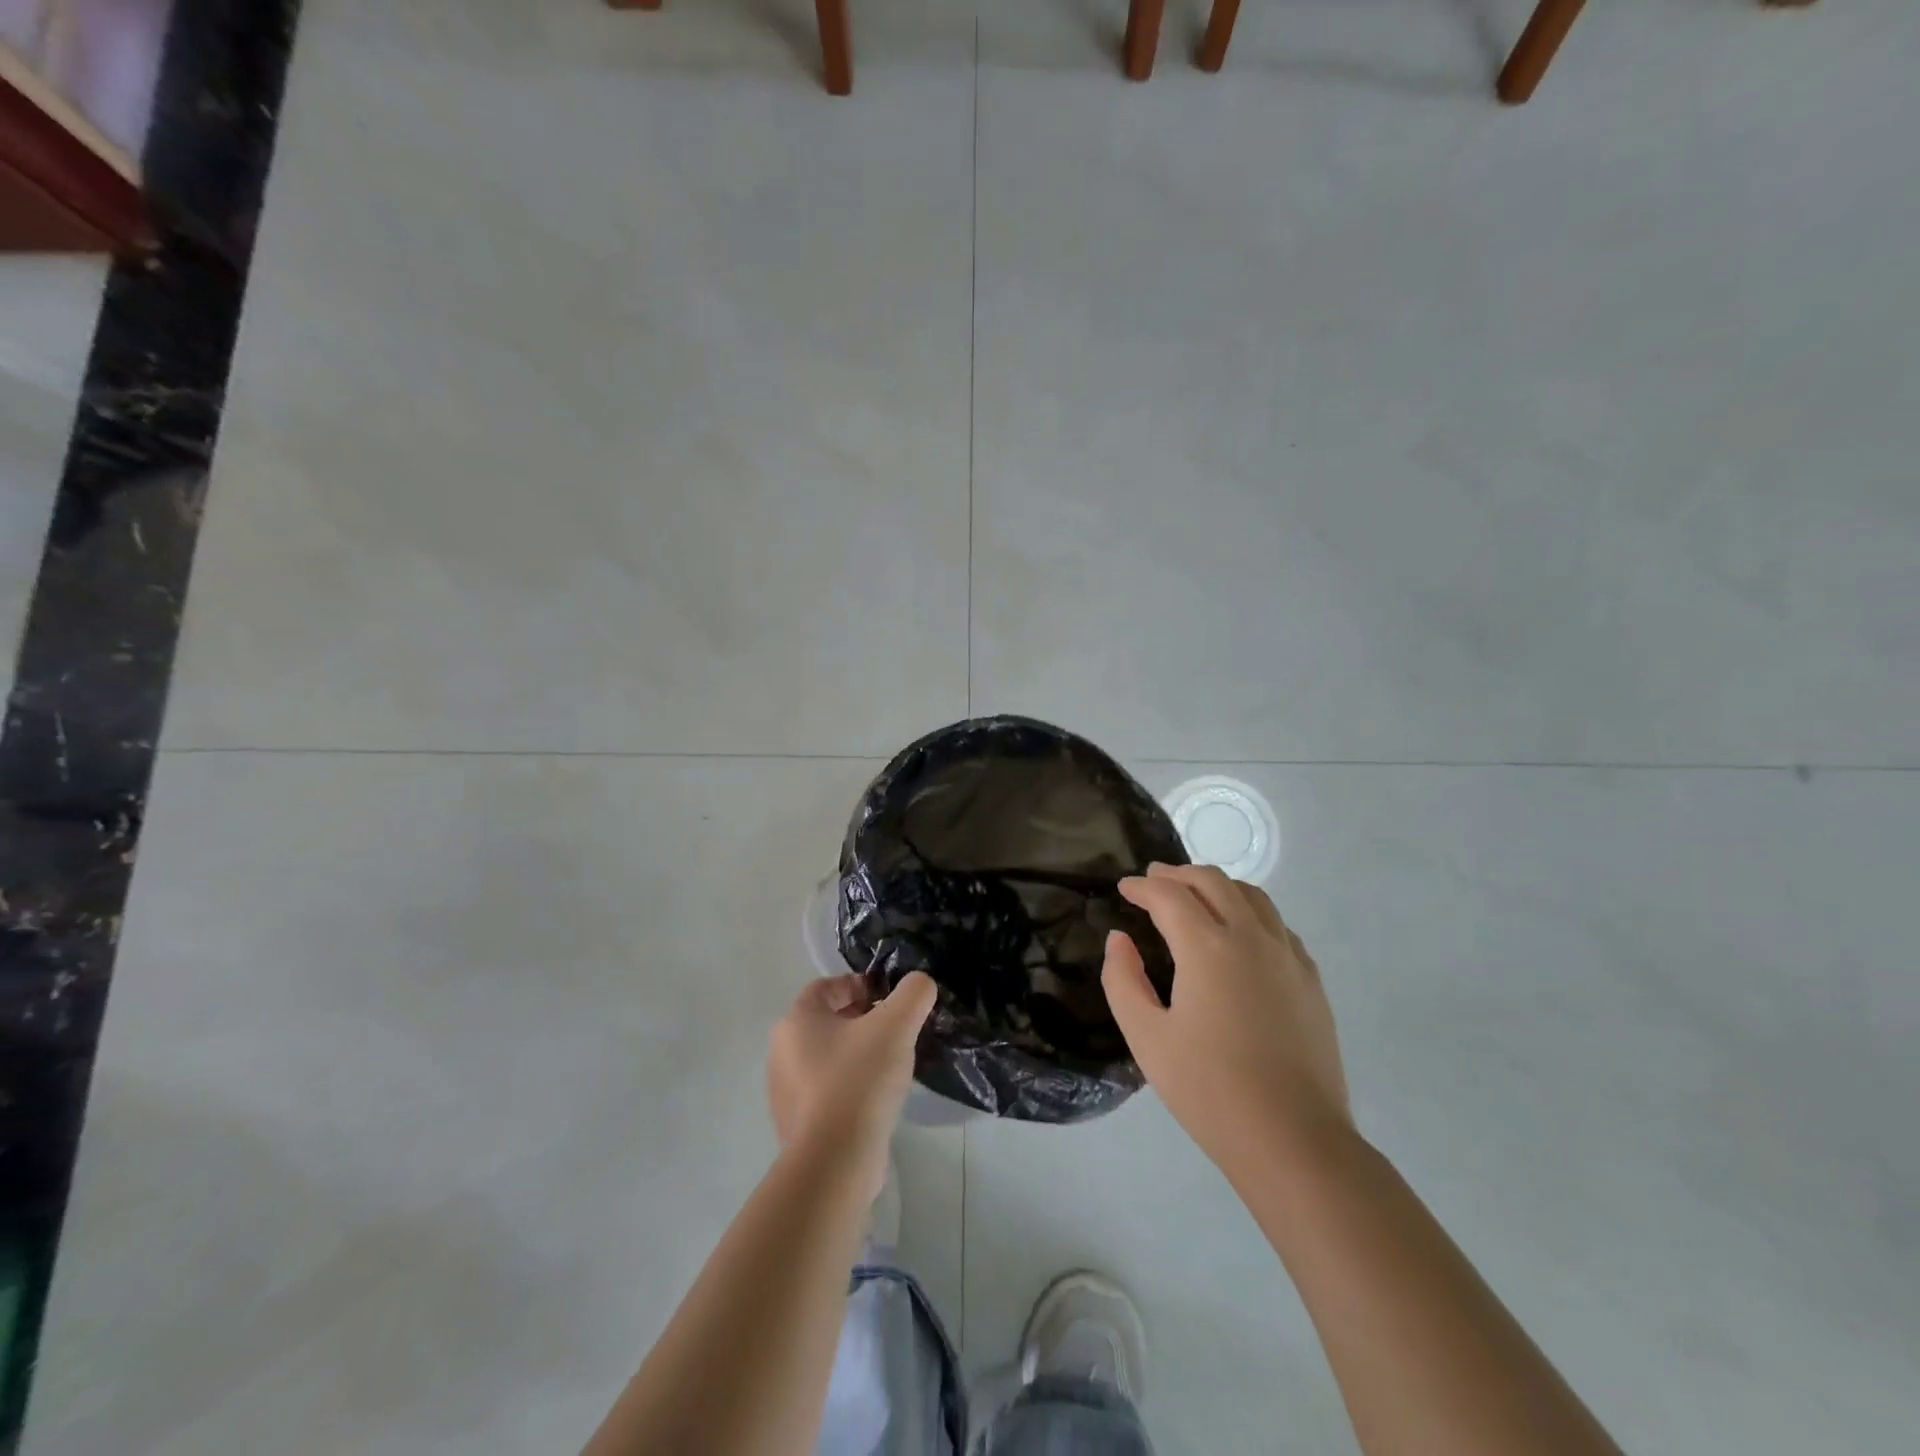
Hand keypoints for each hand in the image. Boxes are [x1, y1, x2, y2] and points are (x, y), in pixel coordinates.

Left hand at [766, 972, 936, 1190]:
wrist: (834, 1161)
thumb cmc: (859, 1079)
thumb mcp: (896, 1025)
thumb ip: (913, 993)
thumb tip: (920, 984)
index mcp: (796, 1020)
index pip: (826, 987)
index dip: (858, 985)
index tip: (888, 999)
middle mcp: (782, 1051)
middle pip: (827, 1022)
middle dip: (861, 1020)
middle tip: (895, 1031)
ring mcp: (784, 1091)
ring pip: (827, 1057)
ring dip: (856, 1054)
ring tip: (889, 1067)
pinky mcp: (796, 1125)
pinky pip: (826, 1092)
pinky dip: (849, 1087)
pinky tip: (874, 1101)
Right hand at [1102, 864, 1350, 1177]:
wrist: (1295, 1141)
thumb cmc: (1210, 1090)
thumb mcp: (1146, 1038)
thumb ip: (1123, 980)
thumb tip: (1120, 939)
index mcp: (1208, 948)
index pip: (1169, 896)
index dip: (1142, 887)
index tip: (1124, 888)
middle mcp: (1251, 937)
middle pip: (1213, 881)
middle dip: (1178, 875)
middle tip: (1154, 880)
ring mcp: (1288, 956)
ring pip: (1252, 896)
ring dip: (1217, 886)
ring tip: (1195, 896)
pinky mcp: (1310, 980)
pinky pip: (1278, 925)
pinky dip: (1250, 912)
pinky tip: (1241, 933)